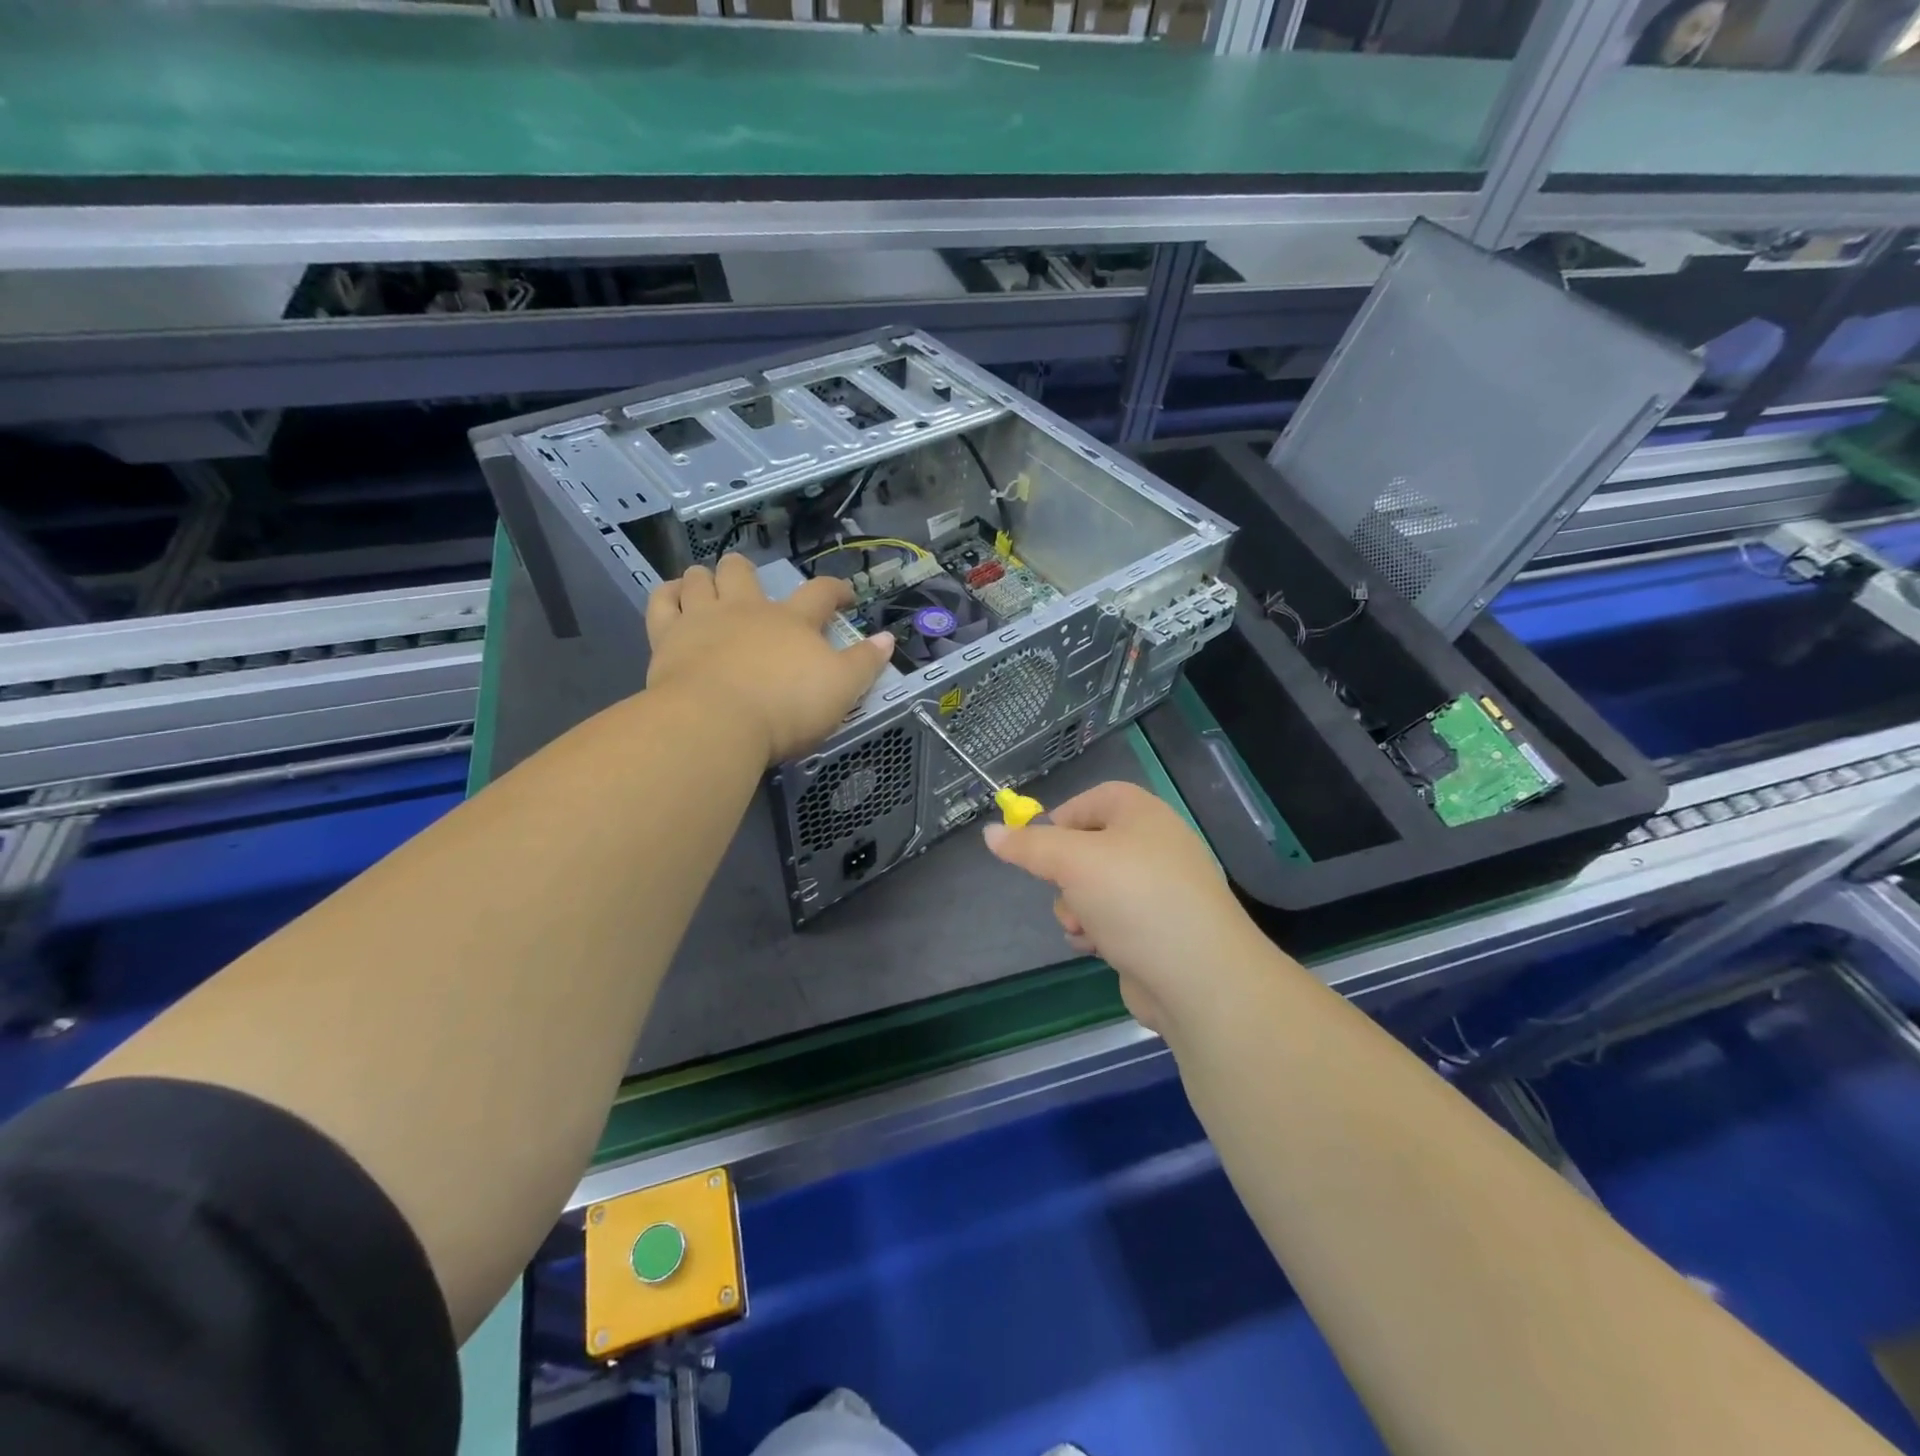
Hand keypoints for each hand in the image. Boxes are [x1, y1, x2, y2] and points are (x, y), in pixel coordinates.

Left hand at [646, 554, 893, 764]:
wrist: (717, 722)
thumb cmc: (787, 707)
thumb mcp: (842, 690)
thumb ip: (865, 663)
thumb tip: (887, 639)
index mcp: (792, 621)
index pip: (820, 593)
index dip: (836, 590)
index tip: (845, 595)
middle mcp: (747, 609)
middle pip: (744, 572)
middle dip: (749, 573)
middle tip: (753, 588)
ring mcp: (703, 619)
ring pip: (700, 578)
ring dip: (706, 578)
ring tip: (709, 588)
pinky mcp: (667, 637)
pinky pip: (661, 601)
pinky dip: (667, 594)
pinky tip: (673, 598)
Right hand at [984, 781, 1274, 1033]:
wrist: (1198, 977)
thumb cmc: (1134, 900)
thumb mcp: (1072, 862)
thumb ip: (1029, 846)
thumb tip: (990, 833)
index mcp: (1143, 814)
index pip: (1094, 798)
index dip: (1062, 819)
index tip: (1037, 847)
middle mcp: (1155, 845)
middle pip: (1089, 846)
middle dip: (1064, 875)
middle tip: (1061, 891)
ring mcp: (1160, 890)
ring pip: (1095, 887)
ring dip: (1076, 907)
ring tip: (1082, 928)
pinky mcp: (1158, 929)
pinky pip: (1113, 917)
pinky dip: (1098, 930)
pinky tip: (1096, 948)